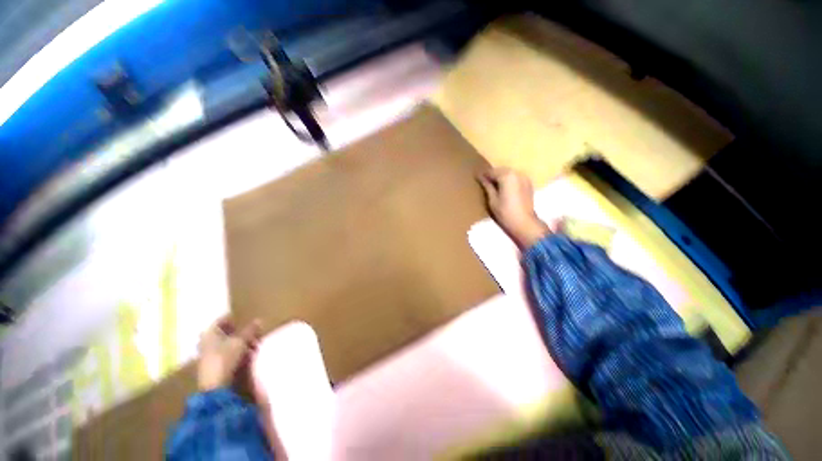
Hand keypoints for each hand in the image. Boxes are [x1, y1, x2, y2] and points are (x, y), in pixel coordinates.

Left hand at [197, 316, 262, 391]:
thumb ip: (250, 330)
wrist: (216, 386)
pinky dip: (239, 352)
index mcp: (209, 332)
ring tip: (255, 345)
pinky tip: (249, 355)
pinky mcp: (214, 365)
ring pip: (228, 343)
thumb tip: (259, 320)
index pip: (223, 319)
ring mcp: (209, 354)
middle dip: (242, 332)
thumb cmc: (225, 358)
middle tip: (255, 333)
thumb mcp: (241, 341)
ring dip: (242, 343)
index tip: (249, 318)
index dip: (236, 318)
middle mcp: (207, 341)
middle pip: (226, 332)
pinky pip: (228, 353)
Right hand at [478, 167, 549, 249]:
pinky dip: (508, 180)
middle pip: (501, 170)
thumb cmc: (505, 212)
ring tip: (492, 184)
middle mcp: (517, 173)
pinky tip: (503, 187)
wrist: (524, 223)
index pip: (491, 172)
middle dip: (492, 174)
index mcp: (507, 176)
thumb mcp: (492, 199)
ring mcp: (524, 178)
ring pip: (509, 173)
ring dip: (500, 177)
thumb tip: (481, 178)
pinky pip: (515, 178)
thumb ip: (487, 186)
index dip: (483, 174)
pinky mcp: (528, 184)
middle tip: (483, 180)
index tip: (476, 176)